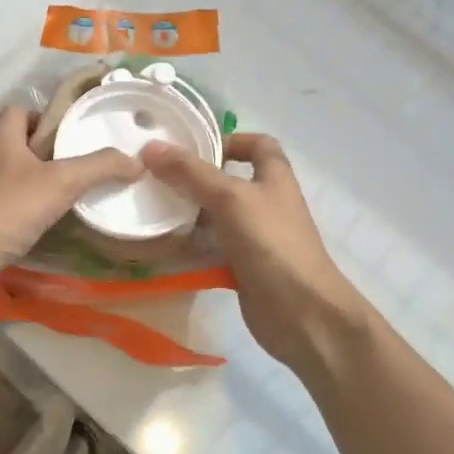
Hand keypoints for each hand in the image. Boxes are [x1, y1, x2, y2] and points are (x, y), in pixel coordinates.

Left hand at [0, 106, 143, 279]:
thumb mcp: (61, 182)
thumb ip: (99, 167)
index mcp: (1, 139)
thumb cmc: (8, 209)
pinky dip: (25, 209)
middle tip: (77, 167)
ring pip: (12, 175)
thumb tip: (135, 161)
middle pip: (18, 142)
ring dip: (37, 182)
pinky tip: (46, 224)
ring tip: (68, 196)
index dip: (44, 116)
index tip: (69, 135)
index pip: (18, 110)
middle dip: (47, 152)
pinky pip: (6, 204)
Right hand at [142, 133, 370, 376]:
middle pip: (229, 180)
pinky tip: (162, 245)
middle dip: (196, 177)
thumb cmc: (272, 243)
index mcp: (274, 177)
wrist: (302, 314)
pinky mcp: (243, 266)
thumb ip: (191, 173)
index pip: (258, 144)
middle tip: (157, 177)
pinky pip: (213, 249)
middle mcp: (266, 202)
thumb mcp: (230, 198)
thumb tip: (151, 147)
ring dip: (189, 213)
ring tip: (151, 208)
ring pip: (217, 216)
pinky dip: (191, 246)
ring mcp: (255, 237)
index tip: (194, 146)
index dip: (230, 139)